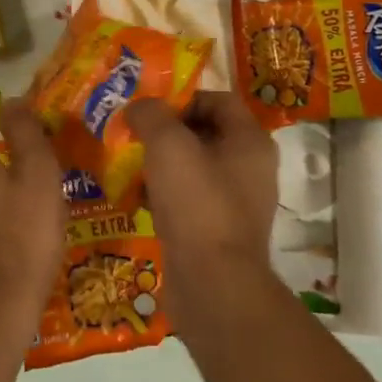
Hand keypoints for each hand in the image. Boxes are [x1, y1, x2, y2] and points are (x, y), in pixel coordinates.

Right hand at [126, 91, 277, 277]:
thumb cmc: (196, 203)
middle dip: (167, 132)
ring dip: (162, 165)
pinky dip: (165, 195)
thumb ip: (151, 115)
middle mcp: (251, 168)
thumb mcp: (168, 145)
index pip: (218, 100)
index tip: (149, 110)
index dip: (182, 98)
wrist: (213, 284)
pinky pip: (190, 200)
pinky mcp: (219, 231)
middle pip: (205, 133)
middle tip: (133, 135)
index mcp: (250, 141)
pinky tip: (139, 200)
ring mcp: (237, 203)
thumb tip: (138, 107)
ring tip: (130, 167)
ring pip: (195, 168)